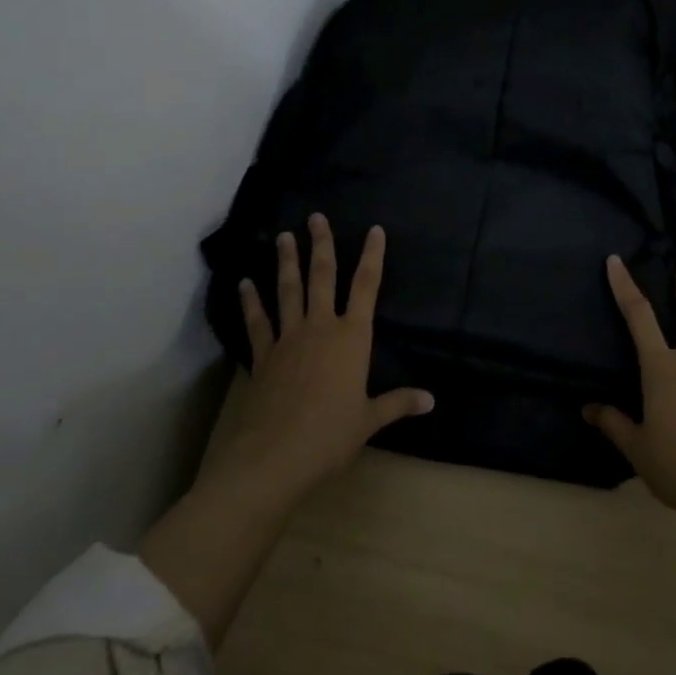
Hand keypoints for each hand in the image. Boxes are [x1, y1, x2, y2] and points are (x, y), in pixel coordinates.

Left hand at [210, 214, 433, 508]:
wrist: (274, 457)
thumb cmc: (331, 435)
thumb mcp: (370, 420)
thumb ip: (398, 403)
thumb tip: (431, 400)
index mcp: (352, 337)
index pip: (367, 287)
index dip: (372, 256)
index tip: (375, 230)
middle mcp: (320, 327)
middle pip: (323, 277)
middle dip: (321, 245)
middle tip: (316, 217)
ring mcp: (288, 338)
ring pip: (288, 290)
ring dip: (286, 262)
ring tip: (284, 236)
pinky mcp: (263, 356)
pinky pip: (258, 322)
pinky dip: (251, 302)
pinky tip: (245, 284)